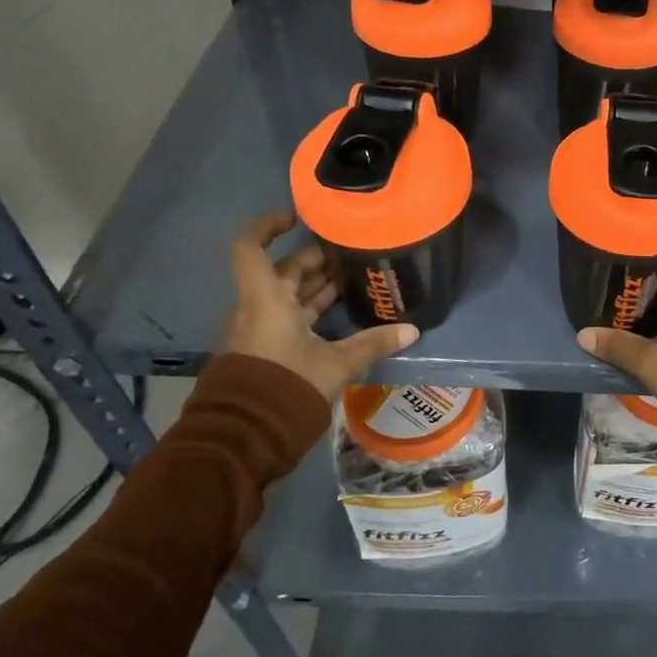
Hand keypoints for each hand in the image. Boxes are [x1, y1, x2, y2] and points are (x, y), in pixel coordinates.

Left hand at [221, 212, 418, 399]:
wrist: (244, 438)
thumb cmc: (285, 386)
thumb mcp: (335, 365)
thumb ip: (372, 344)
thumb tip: (412, 330)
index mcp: (266, 299)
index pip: (251, 248)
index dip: (268, 226)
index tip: (296, 217)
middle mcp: (257, 308)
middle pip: (283, 271)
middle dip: (316, 261)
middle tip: (352, 257)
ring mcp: (258, 330)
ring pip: (287, 295)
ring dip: (316, 287)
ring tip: (353, 281)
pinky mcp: (264, 350)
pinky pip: (287, 317)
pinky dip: (310, 310)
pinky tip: (340, 316)